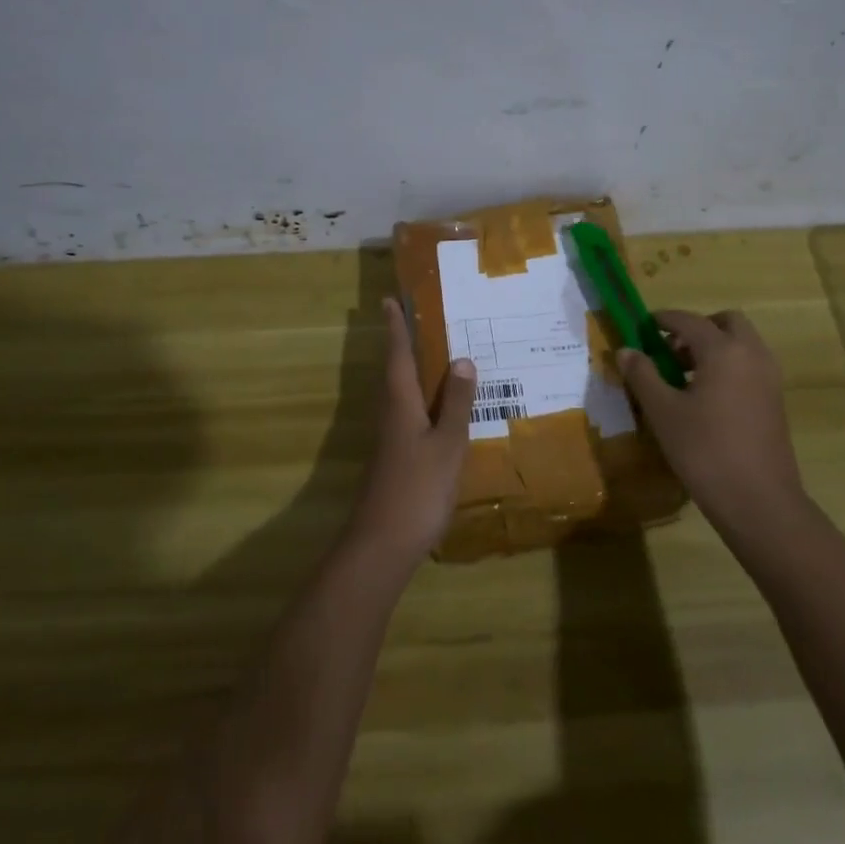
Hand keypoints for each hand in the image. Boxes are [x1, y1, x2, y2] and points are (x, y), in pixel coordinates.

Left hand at [343, 297, 477, 568]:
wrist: (383, 544)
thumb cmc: (418, 488)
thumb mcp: (447, 444)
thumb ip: (455, 403)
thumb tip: (461, 359)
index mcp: (401, 403)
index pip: (398, 355)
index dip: (396, 327)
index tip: (389, 299)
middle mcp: (390, 414)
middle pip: (395, 371)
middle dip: (402, 344)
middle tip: (417, 319)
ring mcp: (390, 439)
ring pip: (401, 393)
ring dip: (412, 371)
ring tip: (434, 356)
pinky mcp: (395, 458)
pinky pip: (408, 415)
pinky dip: (421, 400)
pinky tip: (439, 410)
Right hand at [618, 309, 804, 541]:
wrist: (759, 502)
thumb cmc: (705, 451)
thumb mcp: (663, 412)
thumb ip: (642, 375)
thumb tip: (625, 350)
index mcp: (723, 351)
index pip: (689, 320)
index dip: (663, 319)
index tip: (643, 326)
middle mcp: (752, 355)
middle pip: (726, 322)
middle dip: (697, 328)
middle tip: (670, 350)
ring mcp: (769, 378)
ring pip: (741, 344)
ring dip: (714, 347)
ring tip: (683, 376)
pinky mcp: (775, 400)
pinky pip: (750, 365)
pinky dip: (728, 366)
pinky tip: (705, 398)